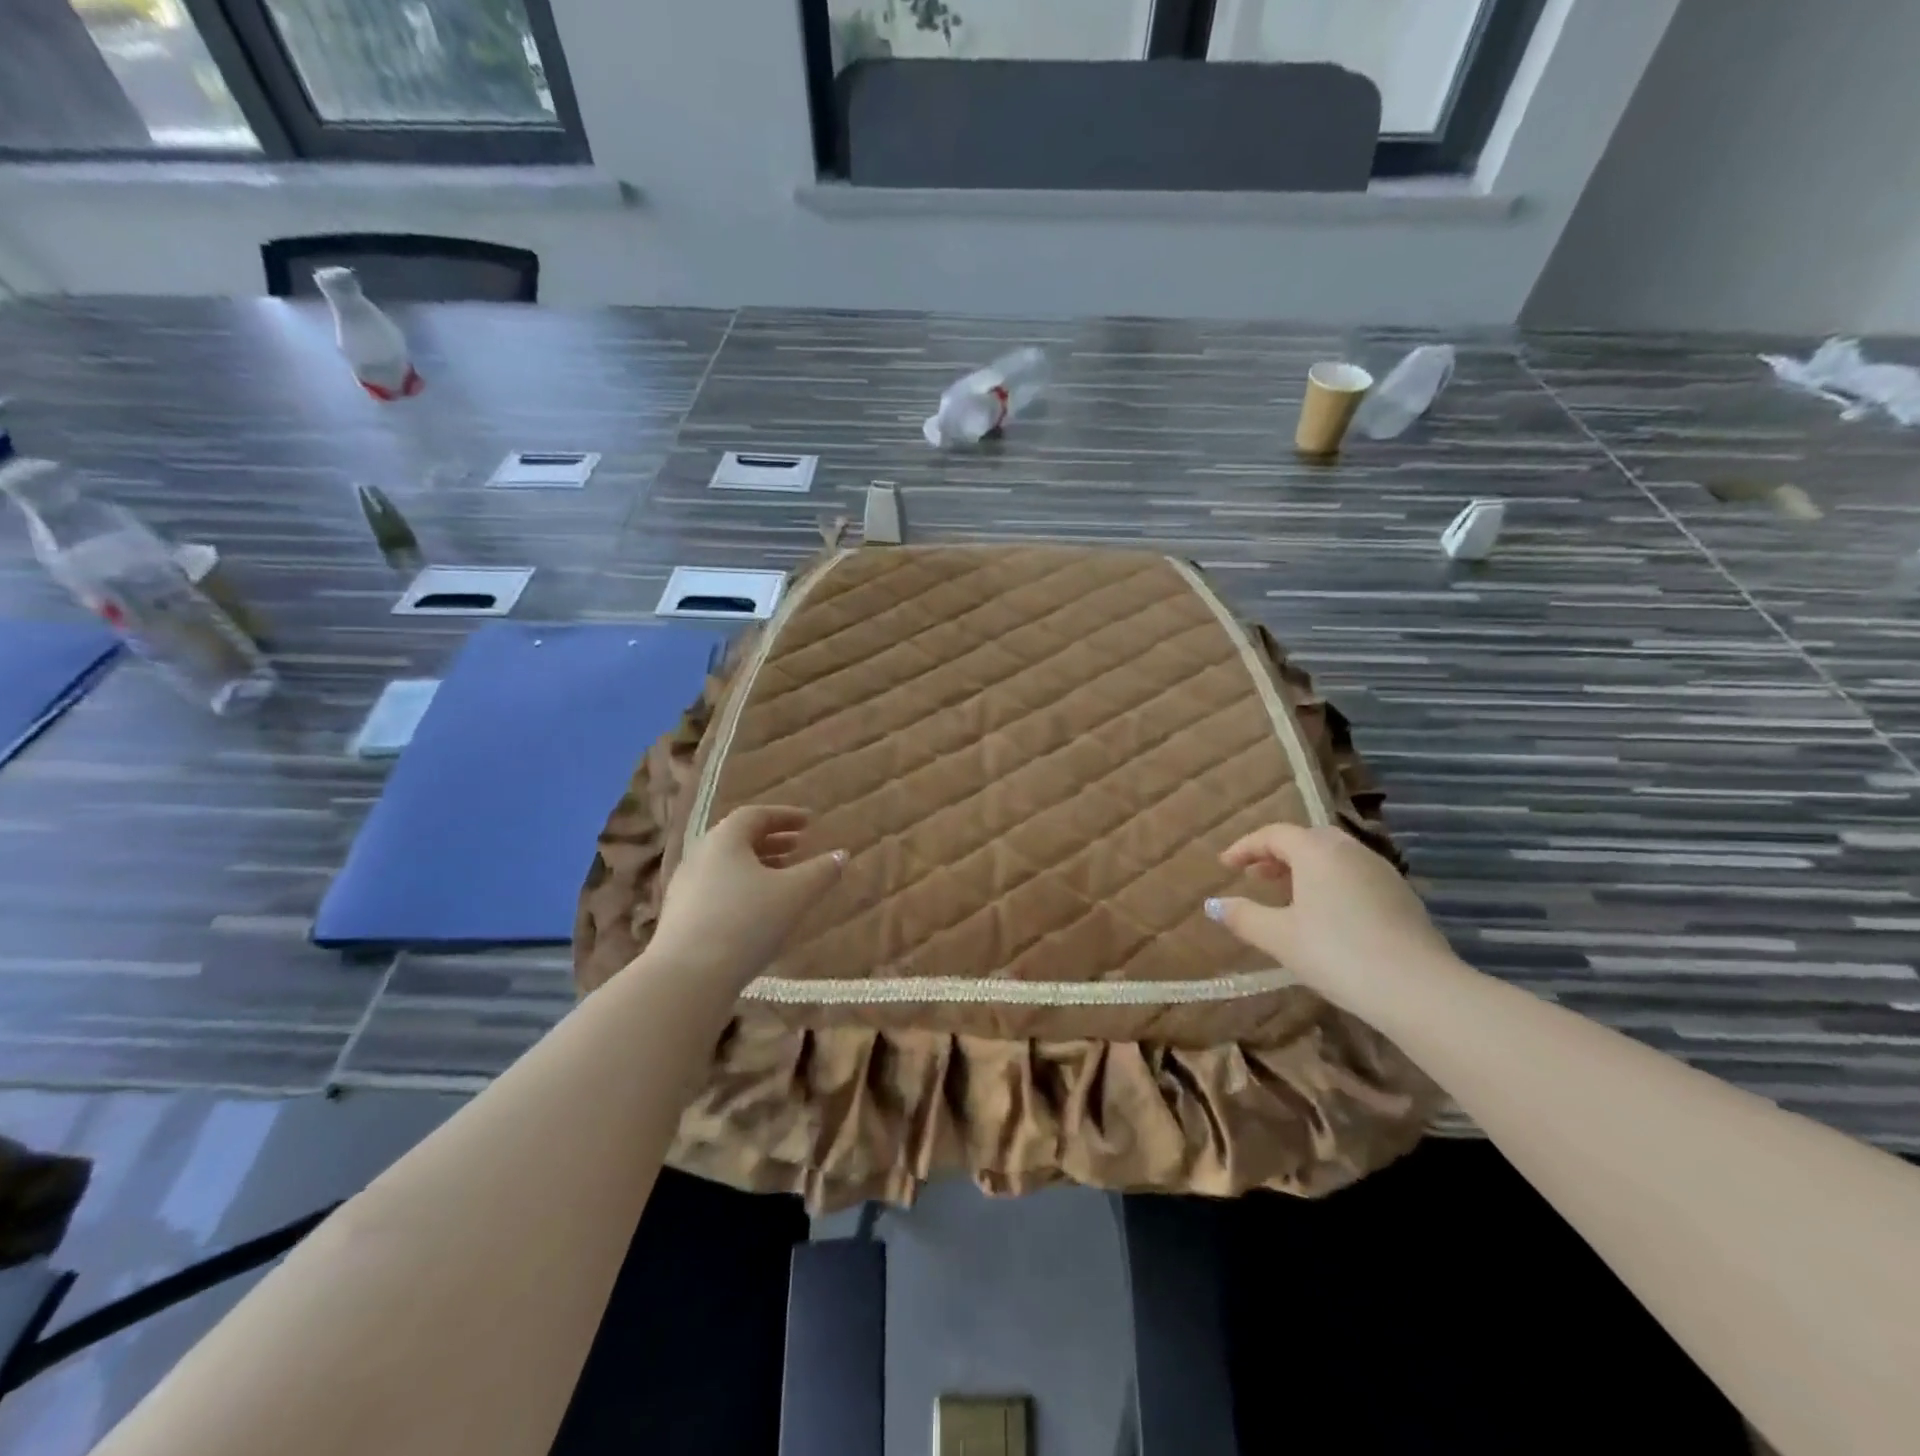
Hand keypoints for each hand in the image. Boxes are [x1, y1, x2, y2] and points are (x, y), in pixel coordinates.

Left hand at [646, 805, 845, 990]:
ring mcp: (685, 887)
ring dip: (757, 866)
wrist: (687, 977)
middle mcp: (700, 856)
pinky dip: (742, 888)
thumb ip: (822, 871)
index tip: (810, 822)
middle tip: (798, 847)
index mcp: (725, 839)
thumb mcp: (795, 894)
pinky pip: (716, 889)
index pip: (755, 815)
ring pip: (727, 866)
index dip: (785, 816)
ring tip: (783, 879)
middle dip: (771, 840)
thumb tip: (842, 854)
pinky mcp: (680, 917)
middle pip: (738, 839)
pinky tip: (758, 911)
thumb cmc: (746, 922)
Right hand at [1205, 823, 1458, 1014]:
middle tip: (1257, 877)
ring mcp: (1382, 871)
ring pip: (1334, 858)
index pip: (1273, 835)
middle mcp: (1350, 850)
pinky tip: (1328, 916)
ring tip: (1288, 897)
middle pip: (1307, 840)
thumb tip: (1213, 905)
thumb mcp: (1279, 937)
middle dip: (1277, 855)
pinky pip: (1355, 876)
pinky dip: (1332, 883)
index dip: (1245, 847)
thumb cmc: (1337, 954)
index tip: (1226, 866)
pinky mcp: (1403, 896)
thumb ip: (1243, 916)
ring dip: (1306, 869)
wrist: (1418, 989)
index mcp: (1317, 851)